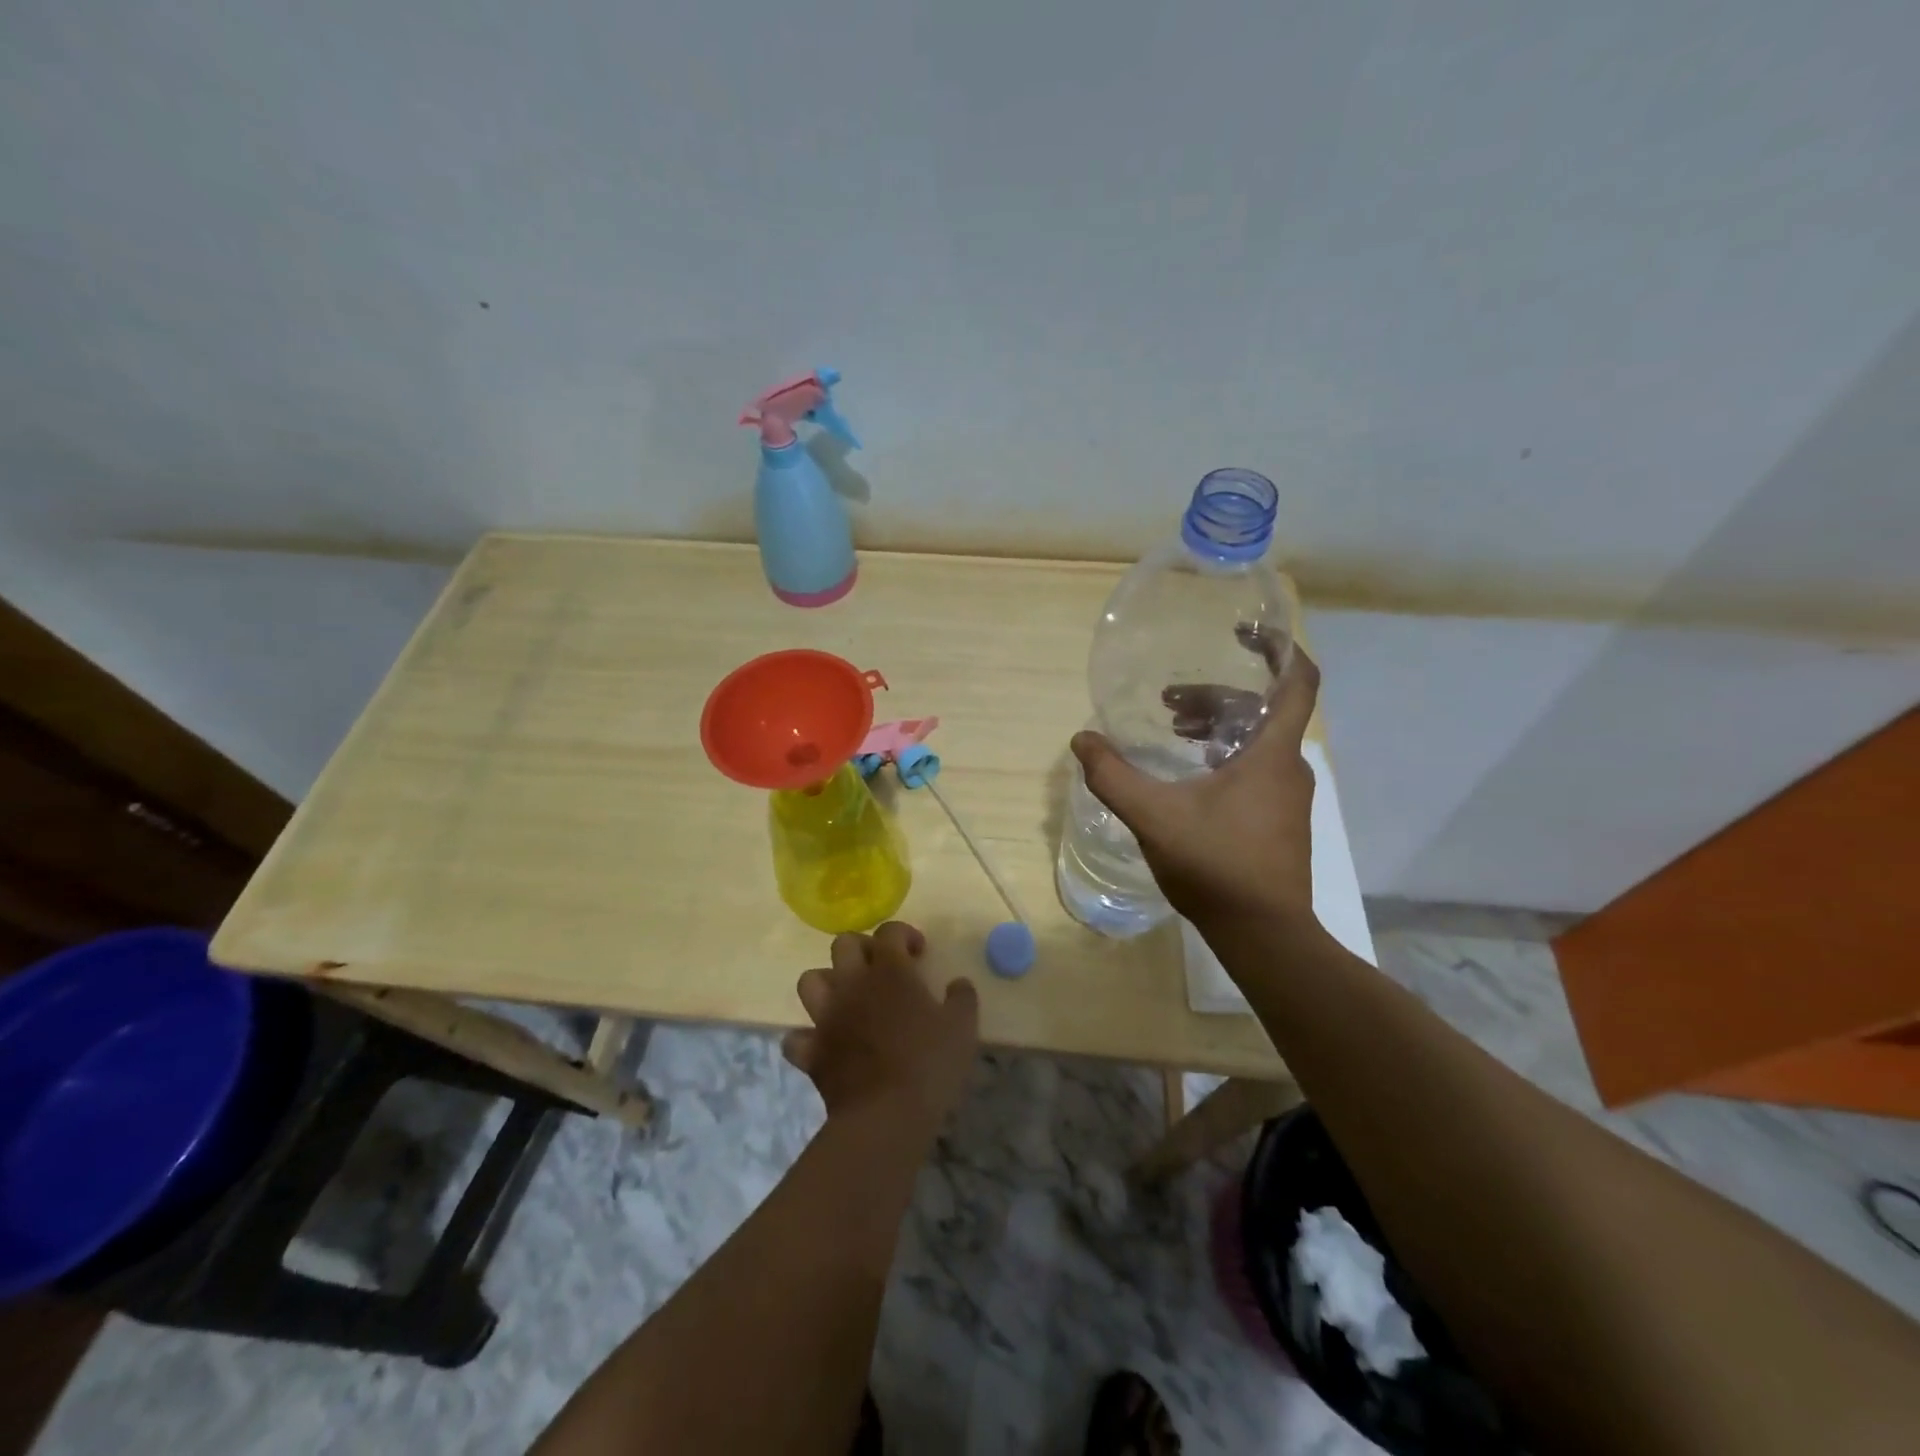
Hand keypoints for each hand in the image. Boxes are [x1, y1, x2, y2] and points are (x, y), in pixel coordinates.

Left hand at [783, 921, 978, 1129]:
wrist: (886, 1115)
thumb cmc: (928, 1063)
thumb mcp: (962, 1026)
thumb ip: (962, 997)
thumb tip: (958, 983)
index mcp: (890, 971)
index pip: (889, 931)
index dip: (904, 934)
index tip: (919, 953)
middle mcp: (852, 984)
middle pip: (843, 944)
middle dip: (862, 949)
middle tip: (882, 969)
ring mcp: (826, 1017)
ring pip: (810, 980)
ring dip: (827, 984)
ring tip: (848, 999)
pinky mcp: (812, 1052)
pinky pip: (796, 1038)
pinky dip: (807, 1038)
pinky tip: (825, 1045)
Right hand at [1071, 652, 1321, 925]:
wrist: (1264, 933)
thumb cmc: (1216, 865)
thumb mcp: (1154, 817)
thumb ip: (1113, 776)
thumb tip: (1083, 739)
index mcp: (1272, 753)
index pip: (1298, 681)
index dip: (1278, 647)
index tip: (1243, 632)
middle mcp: (1289, 767)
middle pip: (1262, 709)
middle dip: (1216, 695)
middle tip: (1170, 700)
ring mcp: (1288, 795)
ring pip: (1257, 740)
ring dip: (1218, 726)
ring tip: (1174, 731)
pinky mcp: (1280, 819)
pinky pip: (1256, 767)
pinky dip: (1225, 755)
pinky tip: (1191, 773)